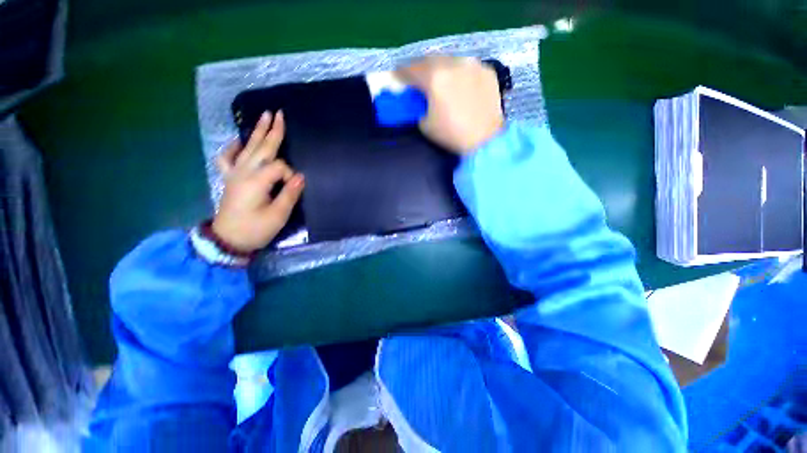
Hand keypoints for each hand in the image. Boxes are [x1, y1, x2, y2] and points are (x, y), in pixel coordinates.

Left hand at [212, 111, 304, 252]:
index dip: (290, 175)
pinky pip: (228, 158)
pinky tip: (239, 141)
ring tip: (264, 116)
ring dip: (256, 132)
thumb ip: (289, 194)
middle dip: (272, 131)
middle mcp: (244, 172)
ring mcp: (234, 173)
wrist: (228, 239)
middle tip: (279, 114)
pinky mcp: (230, 178)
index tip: (295, 187)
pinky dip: (233, 147)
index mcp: (256, 181)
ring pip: (247, 148)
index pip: (279, 168)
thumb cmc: (255, 229)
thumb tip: (300, 177)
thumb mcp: (277, 215)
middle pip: (262, 148)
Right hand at [398, 56, 504, 153]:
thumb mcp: (425, 125)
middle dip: (420, 68)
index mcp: (434, 78)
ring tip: (439, 80)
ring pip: (449, 60)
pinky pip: (467, 66)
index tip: (396, 77)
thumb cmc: (452, 135)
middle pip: (429, 59)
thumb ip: (419, 107)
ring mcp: (473, 64)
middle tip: (417, 79)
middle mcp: (453, 63)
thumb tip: (420, 100)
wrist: (485, 140)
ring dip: (440, 68)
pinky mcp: (487, 70)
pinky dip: (459, 73)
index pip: (410, 69)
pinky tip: (460, 85)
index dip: (400, 73)